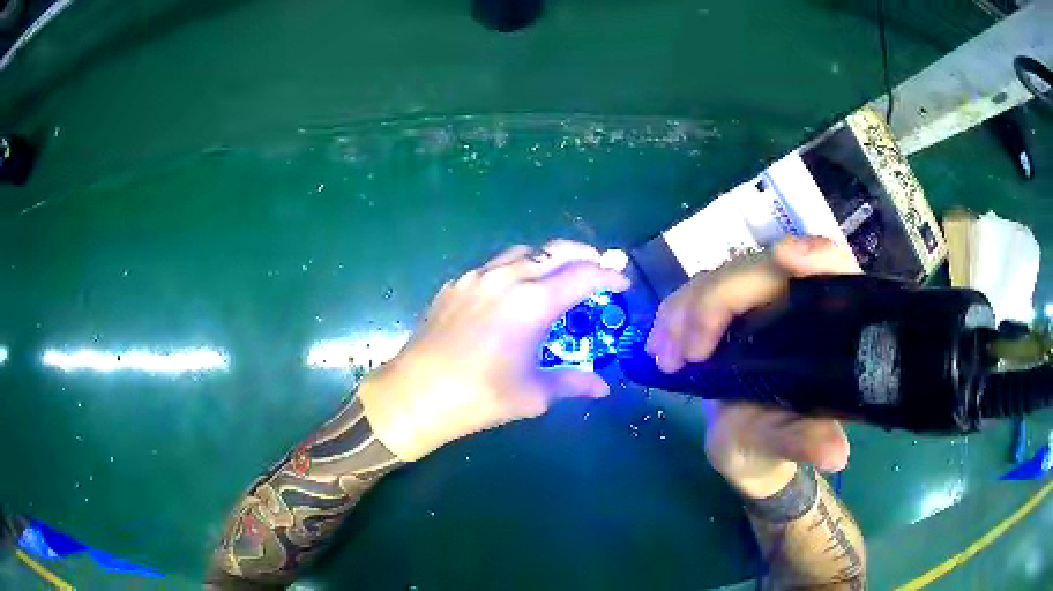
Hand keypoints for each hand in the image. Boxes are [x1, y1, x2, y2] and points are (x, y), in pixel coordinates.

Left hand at [359, 240, 629, 461]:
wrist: (415, 394)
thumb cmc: (479, 397)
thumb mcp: (533, 394)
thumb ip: (572, 383)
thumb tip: (603, 387)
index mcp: (532, 303)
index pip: (583, 276)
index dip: (609, 276)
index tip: (623, 283)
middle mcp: (506, 278)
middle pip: (555, 250)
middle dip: (584, 255)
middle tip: (600, 268)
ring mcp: (476, 277)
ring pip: (523, 252)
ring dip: (548, 258)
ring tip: (560, 276)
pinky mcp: (455, 284)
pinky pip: (494, 266)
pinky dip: (516, 269)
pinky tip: (515, 292)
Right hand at [646, 237, 860, 497]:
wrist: (746, 443)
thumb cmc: (779, 439)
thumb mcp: (791, 443)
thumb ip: (806, 441)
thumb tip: (833, 453)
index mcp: (825, 320)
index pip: (832, 267)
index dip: (813, 254)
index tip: (785, 257)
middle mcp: (793, 297)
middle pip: (758, 269)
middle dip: (717, 302)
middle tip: (687, 355)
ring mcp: (754, 298)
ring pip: (720, 277)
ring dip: (685, 310)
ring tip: (666, 359)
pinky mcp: (722, 308)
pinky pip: (693, 294)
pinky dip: (672, 316)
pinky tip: (657, 347)